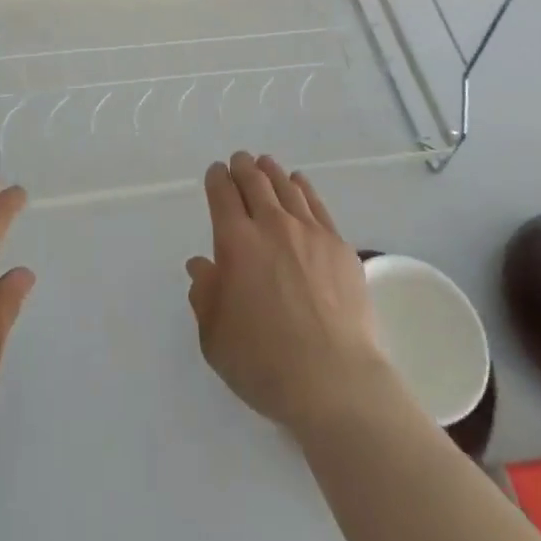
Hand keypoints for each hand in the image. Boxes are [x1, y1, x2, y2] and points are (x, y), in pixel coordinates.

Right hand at [185, 152, 394, 433]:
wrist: (333, 379)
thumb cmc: (264, 363)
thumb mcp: (215, 337)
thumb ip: (205, 295)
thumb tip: (202, 266)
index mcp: (236, 242)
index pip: (222, 194)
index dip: (216, 178)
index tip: (215, 173)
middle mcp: (271, 224)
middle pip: (255, 181)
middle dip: (243, 167)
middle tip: (239, 161)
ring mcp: (309, 231)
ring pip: (286, 186)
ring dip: (271, 171)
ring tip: (266, 165)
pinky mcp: (338, 244)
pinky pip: (316, 203)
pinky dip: (302, 187)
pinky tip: (299, 183)